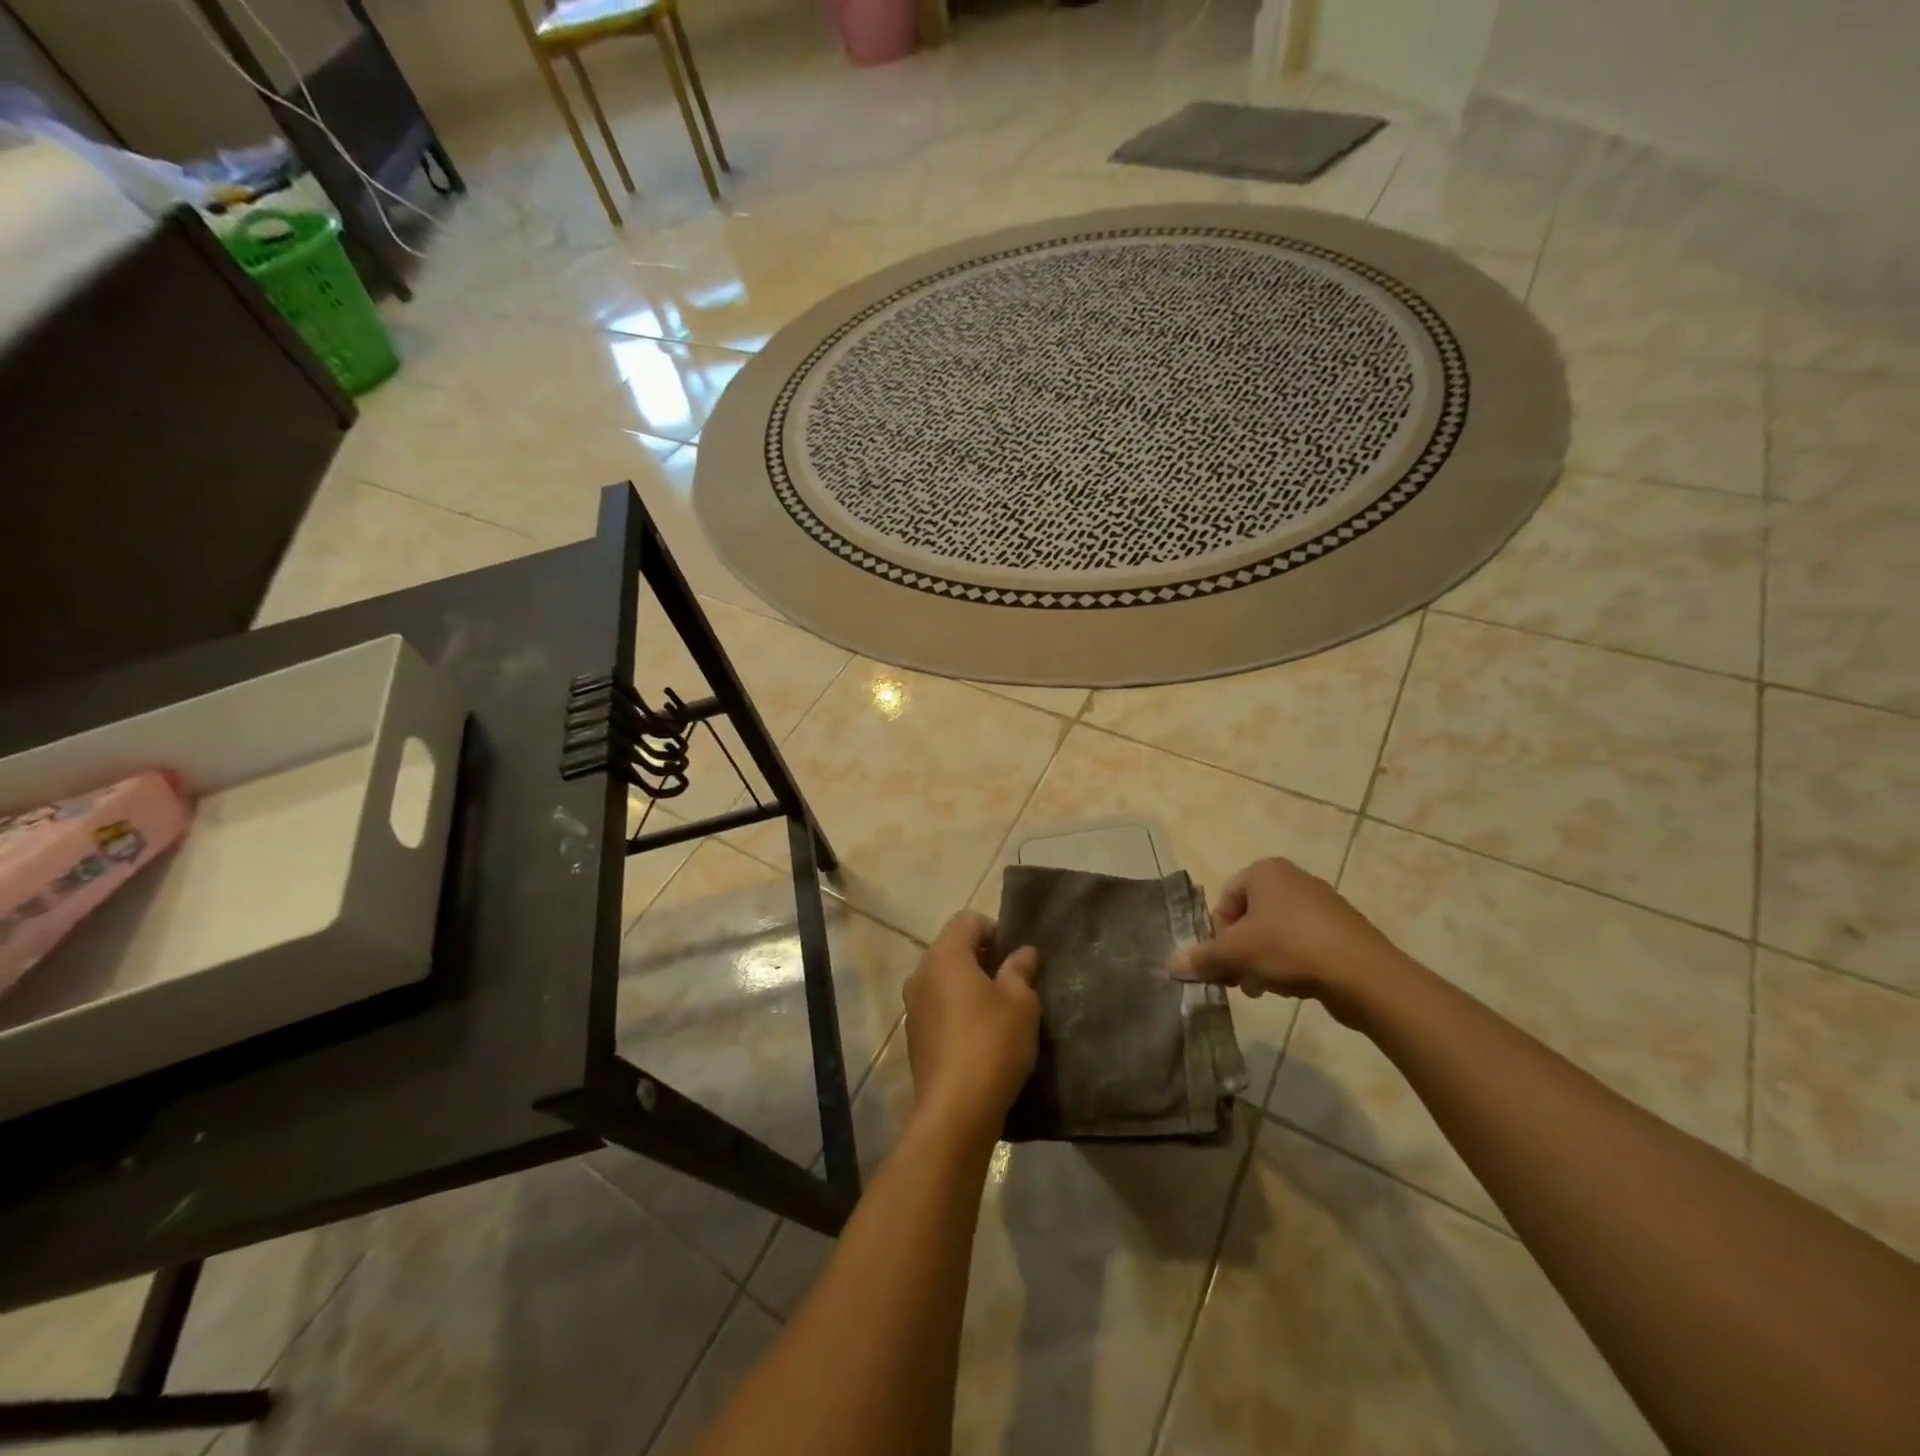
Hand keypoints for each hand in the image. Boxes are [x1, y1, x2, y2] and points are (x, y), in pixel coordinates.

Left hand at [903, 911, 1040, 1142]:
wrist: (955, 1111)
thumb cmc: (992, 1044)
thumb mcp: (1021, 1003)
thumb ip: (1020, 970)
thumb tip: (1023, 952)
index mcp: (945, 955)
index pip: (968, 920)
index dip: (996, 931)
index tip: (1016, 959)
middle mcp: (921, 973)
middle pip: (953, 948)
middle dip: (983, 958)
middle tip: (1013, 984)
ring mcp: (913, 1005)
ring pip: (944, 979)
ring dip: (970, 986)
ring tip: (999, 1012)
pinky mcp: (913, 1035)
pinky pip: (938, 1006)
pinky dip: (957, 1009)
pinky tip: (980, 1036)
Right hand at [1169, 858, 1404, 1025]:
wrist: (1364, 975)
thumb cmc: (1290, 948)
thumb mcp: (1236, 953)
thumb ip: (1201, 958)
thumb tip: (1171, 966)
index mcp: (1265, 871)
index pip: (1224, 901)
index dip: (1216, 935)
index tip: (1221, 963)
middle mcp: (1293, 879)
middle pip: (1248, 918)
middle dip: (1238, 951)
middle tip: (1237, 980)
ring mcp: (1321, 904)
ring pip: (1273, 934)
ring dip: (1260, 962)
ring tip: (1262, 989)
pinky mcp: (1341, 931)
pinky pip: (1301, 944)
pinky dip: (1289, 964)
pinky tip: (1291, 987)